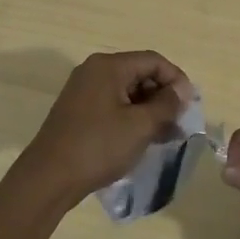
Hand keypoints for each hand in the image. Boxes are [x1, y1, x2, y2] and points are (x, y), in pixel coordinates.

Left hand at [11, 51, 192, 209]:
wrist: (49, 178)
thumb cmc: (98, 147)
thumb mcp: (140, 126)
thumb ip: (166, 105)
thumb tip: (181, 91)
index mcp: (108, 66)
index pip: (153, 60)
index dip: (176, 79)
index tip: (190, 105)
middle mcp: (94, 71)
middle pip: (139, 73)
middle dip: (163, 96)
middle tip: (180, 122)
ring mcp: (83, 91)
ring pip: (127, 91)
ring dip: (149, 109)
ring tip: (166, 135)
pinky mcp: (78, 110)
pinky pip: (113, 105)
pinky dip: (131, 117)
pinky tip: (143, 139)